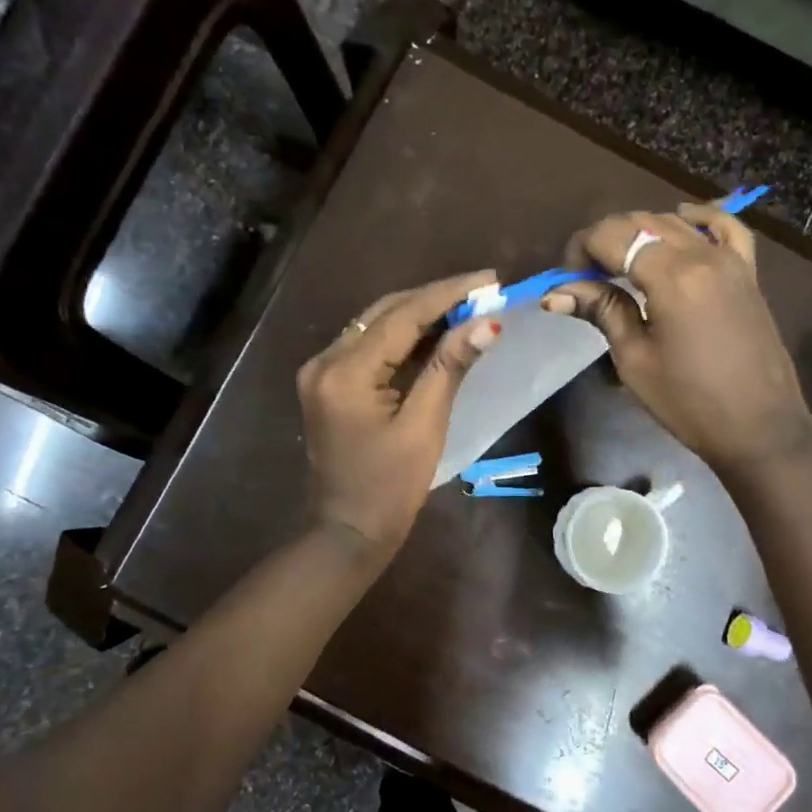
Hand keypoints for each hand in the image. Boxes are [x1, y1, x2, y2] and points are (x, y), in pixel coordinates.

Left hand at [297, 270, 501, 559]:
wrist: (347, 532)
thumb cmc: (390, 488)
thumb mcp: (424, 426)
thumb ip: (450, 368)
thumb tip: (488, 321)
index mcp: (345, 372)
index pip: (403, 315)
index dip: (449, 293)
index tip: (490, 278)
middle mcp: (324, 361)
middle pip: (385, 313)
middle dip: (435, 299)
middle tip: (483, 291)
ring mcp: (321, 372)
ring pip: (375, 326)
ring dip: (420, 316)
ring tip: (467, 307)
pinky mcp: (327, 385)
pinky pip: (368, 348)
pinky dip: (402, 339)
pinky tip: (435, 335)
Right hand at [543, 202, 811, 475]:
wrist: (758, 427)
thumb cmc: (689, 401)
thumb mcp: (635, 359)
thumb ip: (602, 311)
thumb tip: (555, 292)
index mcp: (671, 275)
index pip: (613, 235)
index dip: (581, 249)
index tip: (568, 281)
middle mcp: (702, 254)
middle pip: (641, 222)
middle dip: (606, 241)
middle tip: (586, 279)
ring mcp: (730, 259)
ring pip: (676, 222)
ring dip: (641, 233)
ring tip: (621, 267)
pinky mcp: (747, 272)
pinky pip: (724, 227)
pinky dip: (698, 220)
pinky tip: (681, 225)